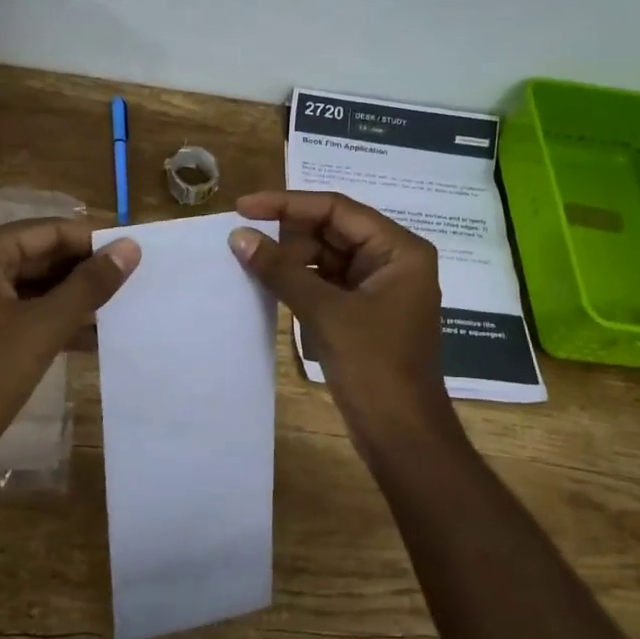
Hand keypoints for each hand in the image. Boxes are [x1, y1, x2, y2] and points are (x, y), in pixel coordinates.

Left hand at [0, 218, 139, 467]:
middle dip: (83, 269)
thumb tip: (131, 247)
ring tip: (120, 305)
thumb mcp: (44, 327)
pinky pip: (21, 313)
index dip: (92, 240)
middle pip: (38, 255)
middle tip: (134, 280)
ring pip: (31, 286)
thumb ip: (90, 285)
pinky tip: (91, 335)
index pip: (47, 231)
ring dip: (72, 297)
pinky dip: (53, 319)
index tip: (136, 254)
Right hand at [227, 191, 455, 451]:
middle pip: (333, 230)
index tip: (244, 207)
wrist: (401, 434)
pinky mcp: (365, 311)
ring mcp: (379, 287)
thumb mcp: (325, 312)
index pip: (337, 210)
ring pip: (327, 257)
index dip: (287, 204)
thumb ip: (281, 270)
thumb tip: (239, 237)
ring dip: (291, 259)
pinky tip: (269, 283)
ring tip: (249, 260)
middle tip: (242, 239)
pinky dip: (300, 282)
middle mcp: (393, 260)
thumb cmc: (373, 366)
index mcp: (399, 250)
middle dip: (288, 234)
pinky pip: (328, 283)